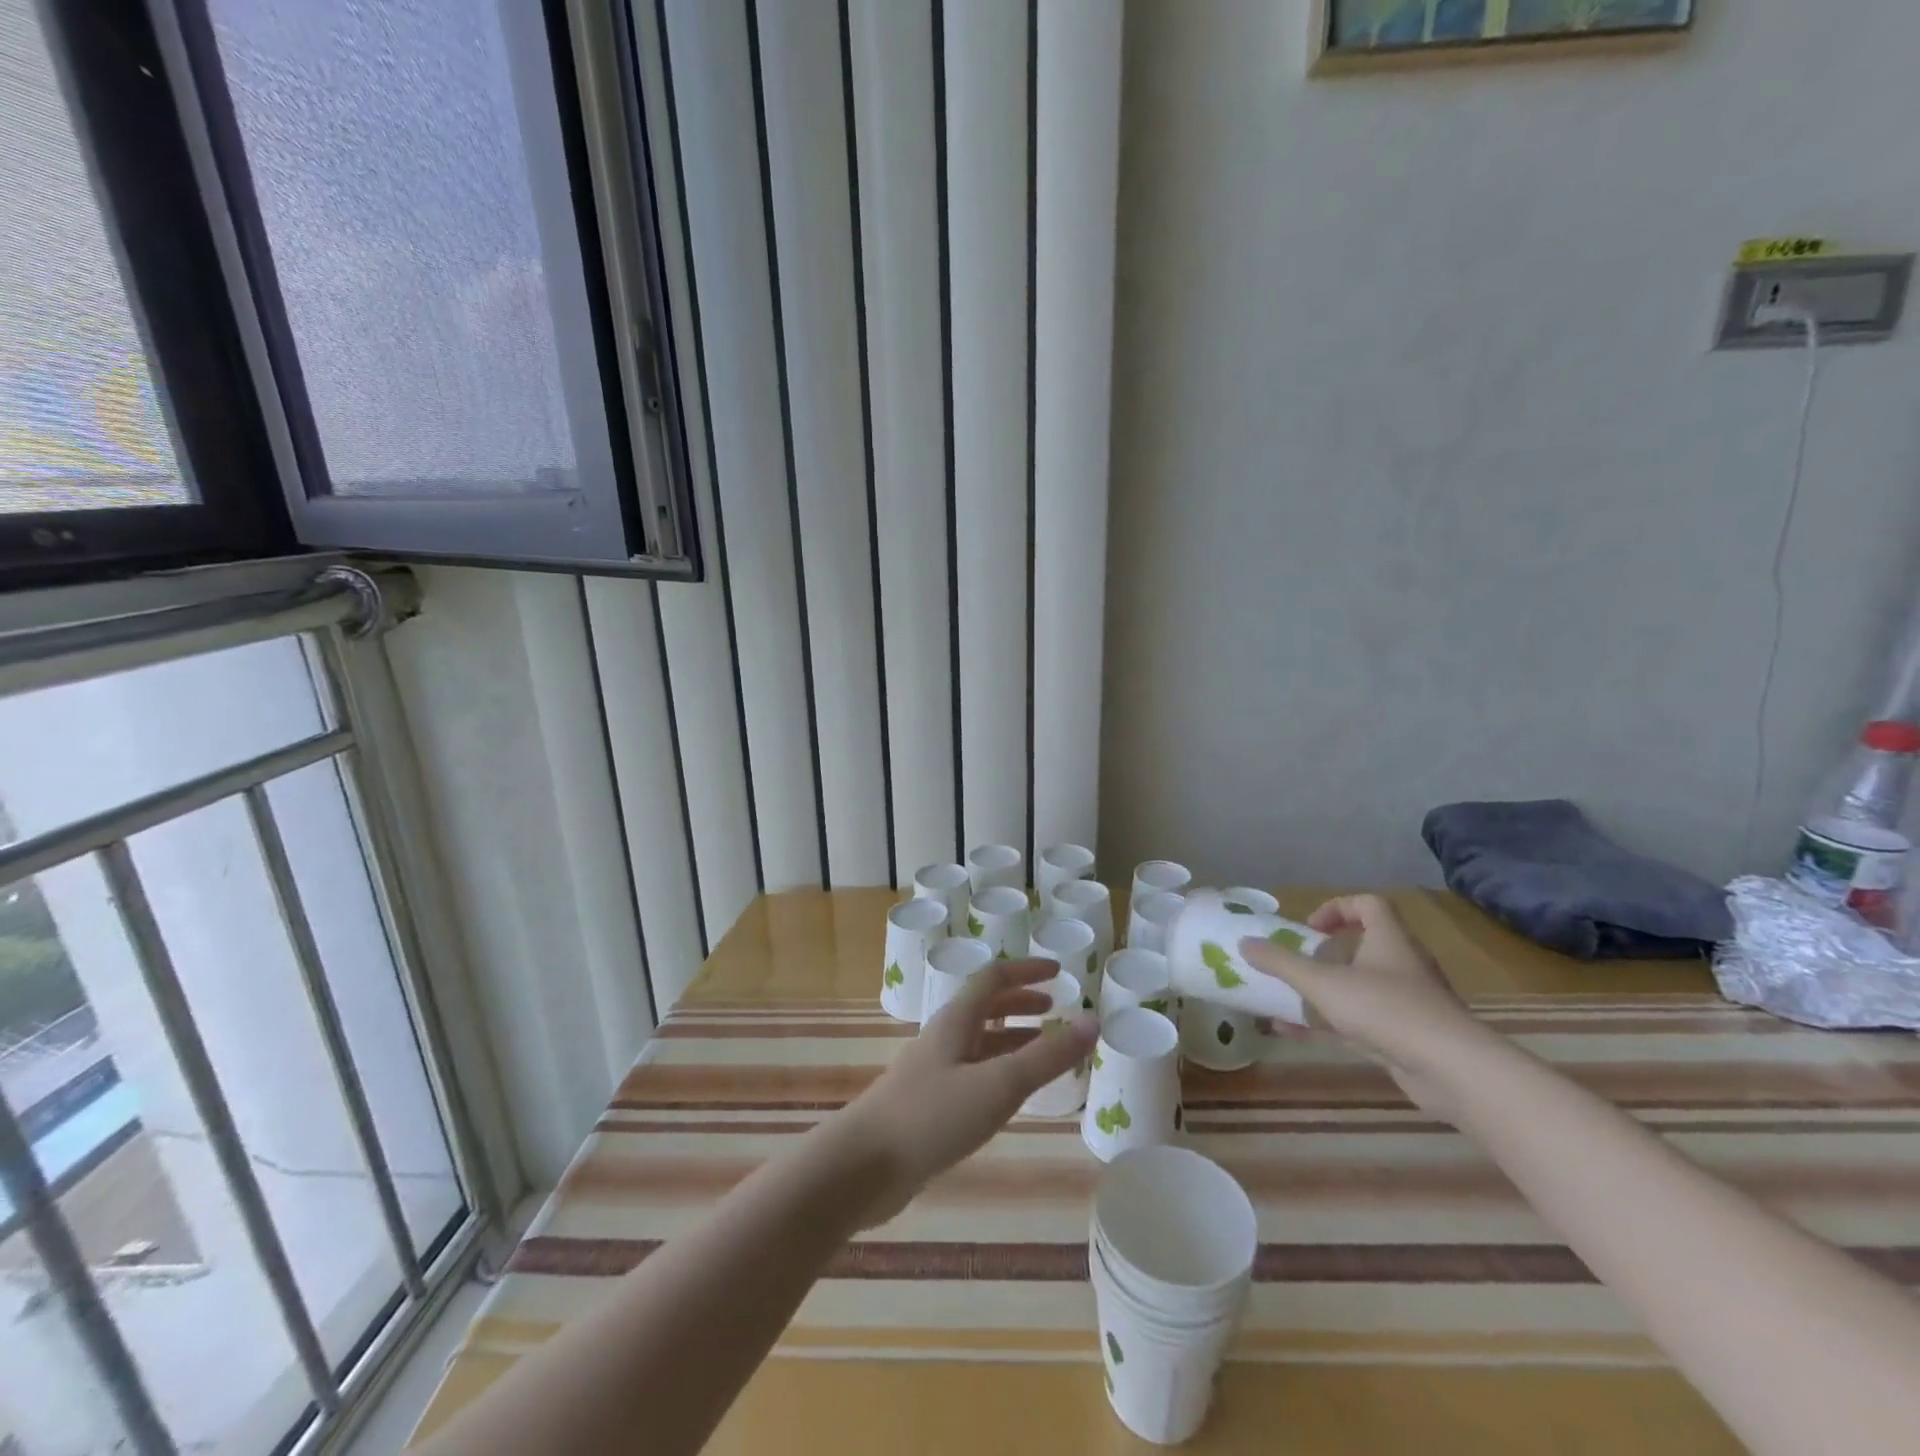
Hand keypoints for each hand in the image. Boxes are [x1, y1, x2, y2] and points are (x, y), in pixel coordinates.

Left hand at [829, 959, 1097, 1226]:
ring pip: (979, 1043)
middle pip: (984, 1007)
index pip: (993, 979)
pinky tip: (1009, 1096)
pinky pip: (972, 1074)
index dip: (1026, 971)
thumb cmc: (932, 1116)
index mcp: (956, 1021)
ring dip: (1011, 1038)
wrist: (862, 1167)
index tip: (1058, 970)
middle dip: (1020, 1002)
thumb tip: (1092, 1021)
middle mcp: (944, 1038)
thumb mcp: (999, 1084)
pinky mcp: (928, 1106)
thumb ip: (1047, 1056)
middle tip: (1054, 1009)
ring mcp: (933, 1073)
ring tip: (1042, 1049)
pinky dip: (998, 1071)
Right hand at [1240, 894, 1484, 1115]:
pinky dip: (1330, 1023)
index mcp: (1390, 940)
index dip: (1337, 907)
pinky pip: (1362, 1020)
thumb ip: (1281, 963)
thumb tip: (1244, 943)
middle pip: (1365, 946)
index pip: (1369, 904)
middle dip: (1325, 954)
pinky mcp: (1408, 1036)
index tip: (1310, 928)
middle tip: (1296, 963)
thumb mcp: (1322, 983)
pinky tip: (1295, 1033)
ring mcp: (1408, 1002)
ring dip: (1325, 991)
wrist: (1452, 1070)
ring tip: (1287, 998)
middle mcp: (1403, 965)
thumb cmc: (1385, 1009)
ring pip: (1361, 987)